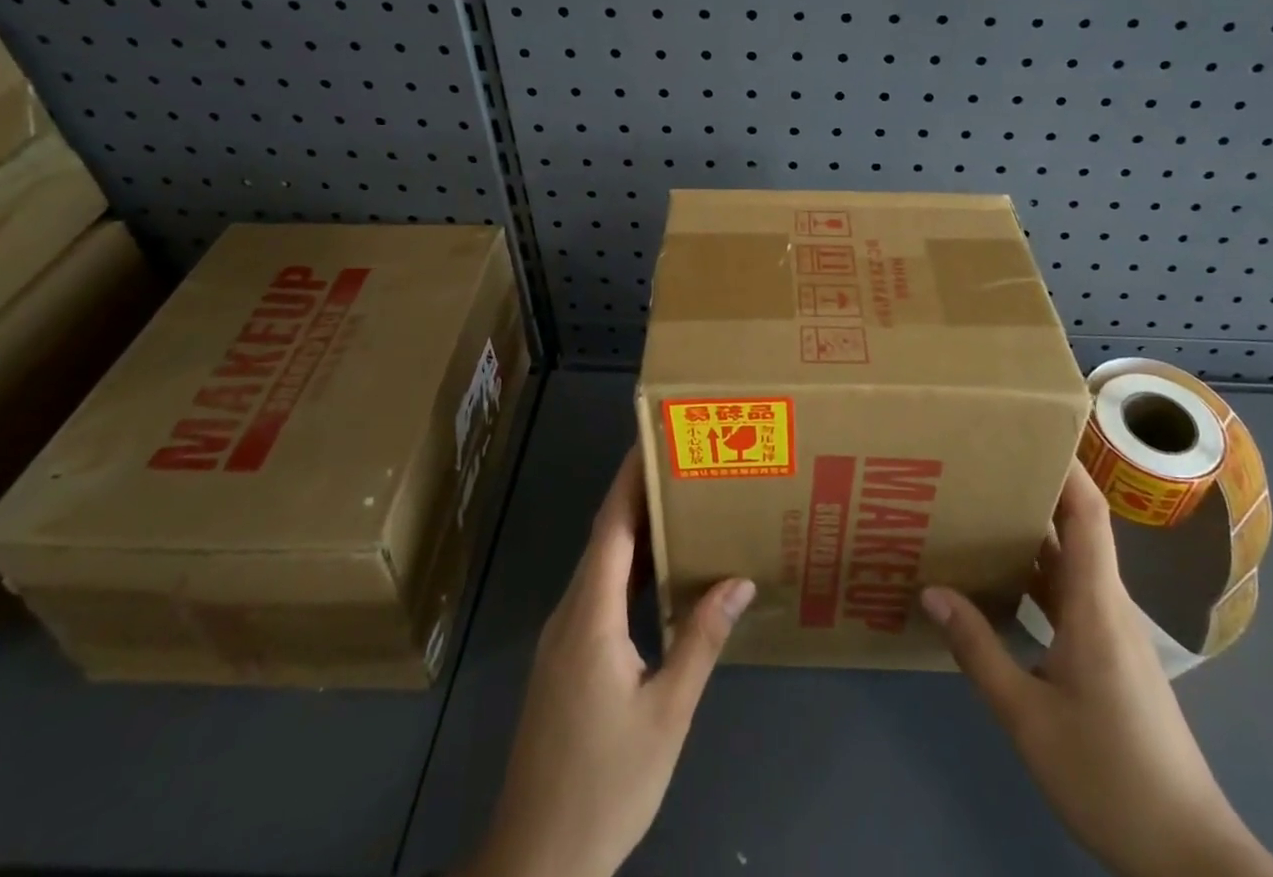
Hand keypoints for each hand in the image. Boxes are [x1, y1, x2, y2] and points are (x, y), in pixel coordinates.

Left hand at [466, 450, 754, 876]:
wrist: (534, 862)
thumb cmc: (605, 784)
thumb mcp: (667, 713)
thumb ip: (700, 640)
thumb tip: (738, 579)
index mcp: (591, 616)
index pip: (612, 525)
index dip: (630, 477)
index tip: (654, 438)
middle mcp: (570, 614)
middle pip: (606, 537)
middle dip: (640, 494)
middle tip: (684, 464)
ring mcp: (562, 639)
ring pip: (601, 567)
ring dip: (636, 533)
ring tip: (681, 507)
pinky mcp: (564, 661)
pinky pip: (598, 595)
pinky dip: (629, 572)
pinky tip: (660, 579)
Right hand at [921, 461, 1272, 876]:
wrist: (1187, 855)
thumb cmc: (1109, 775)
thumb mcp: (1028, 718)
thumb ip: (979, 650)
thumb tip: (932, 589)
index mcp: (1095, 603)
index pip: (1087, 512)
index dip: (1066, 465)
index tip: (1031, 428)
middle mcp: (1107, 604)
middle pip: (1076, 527)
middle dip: (1033, 489)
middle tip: (981, 462)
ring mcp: (1112, 631)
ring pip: (1070, 562)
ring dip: (1031, 534)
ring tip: (979, 509)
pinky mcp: (1111, 655)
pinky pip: (1070, 594)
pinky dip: (1036, 575)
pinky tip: (1001, 583)